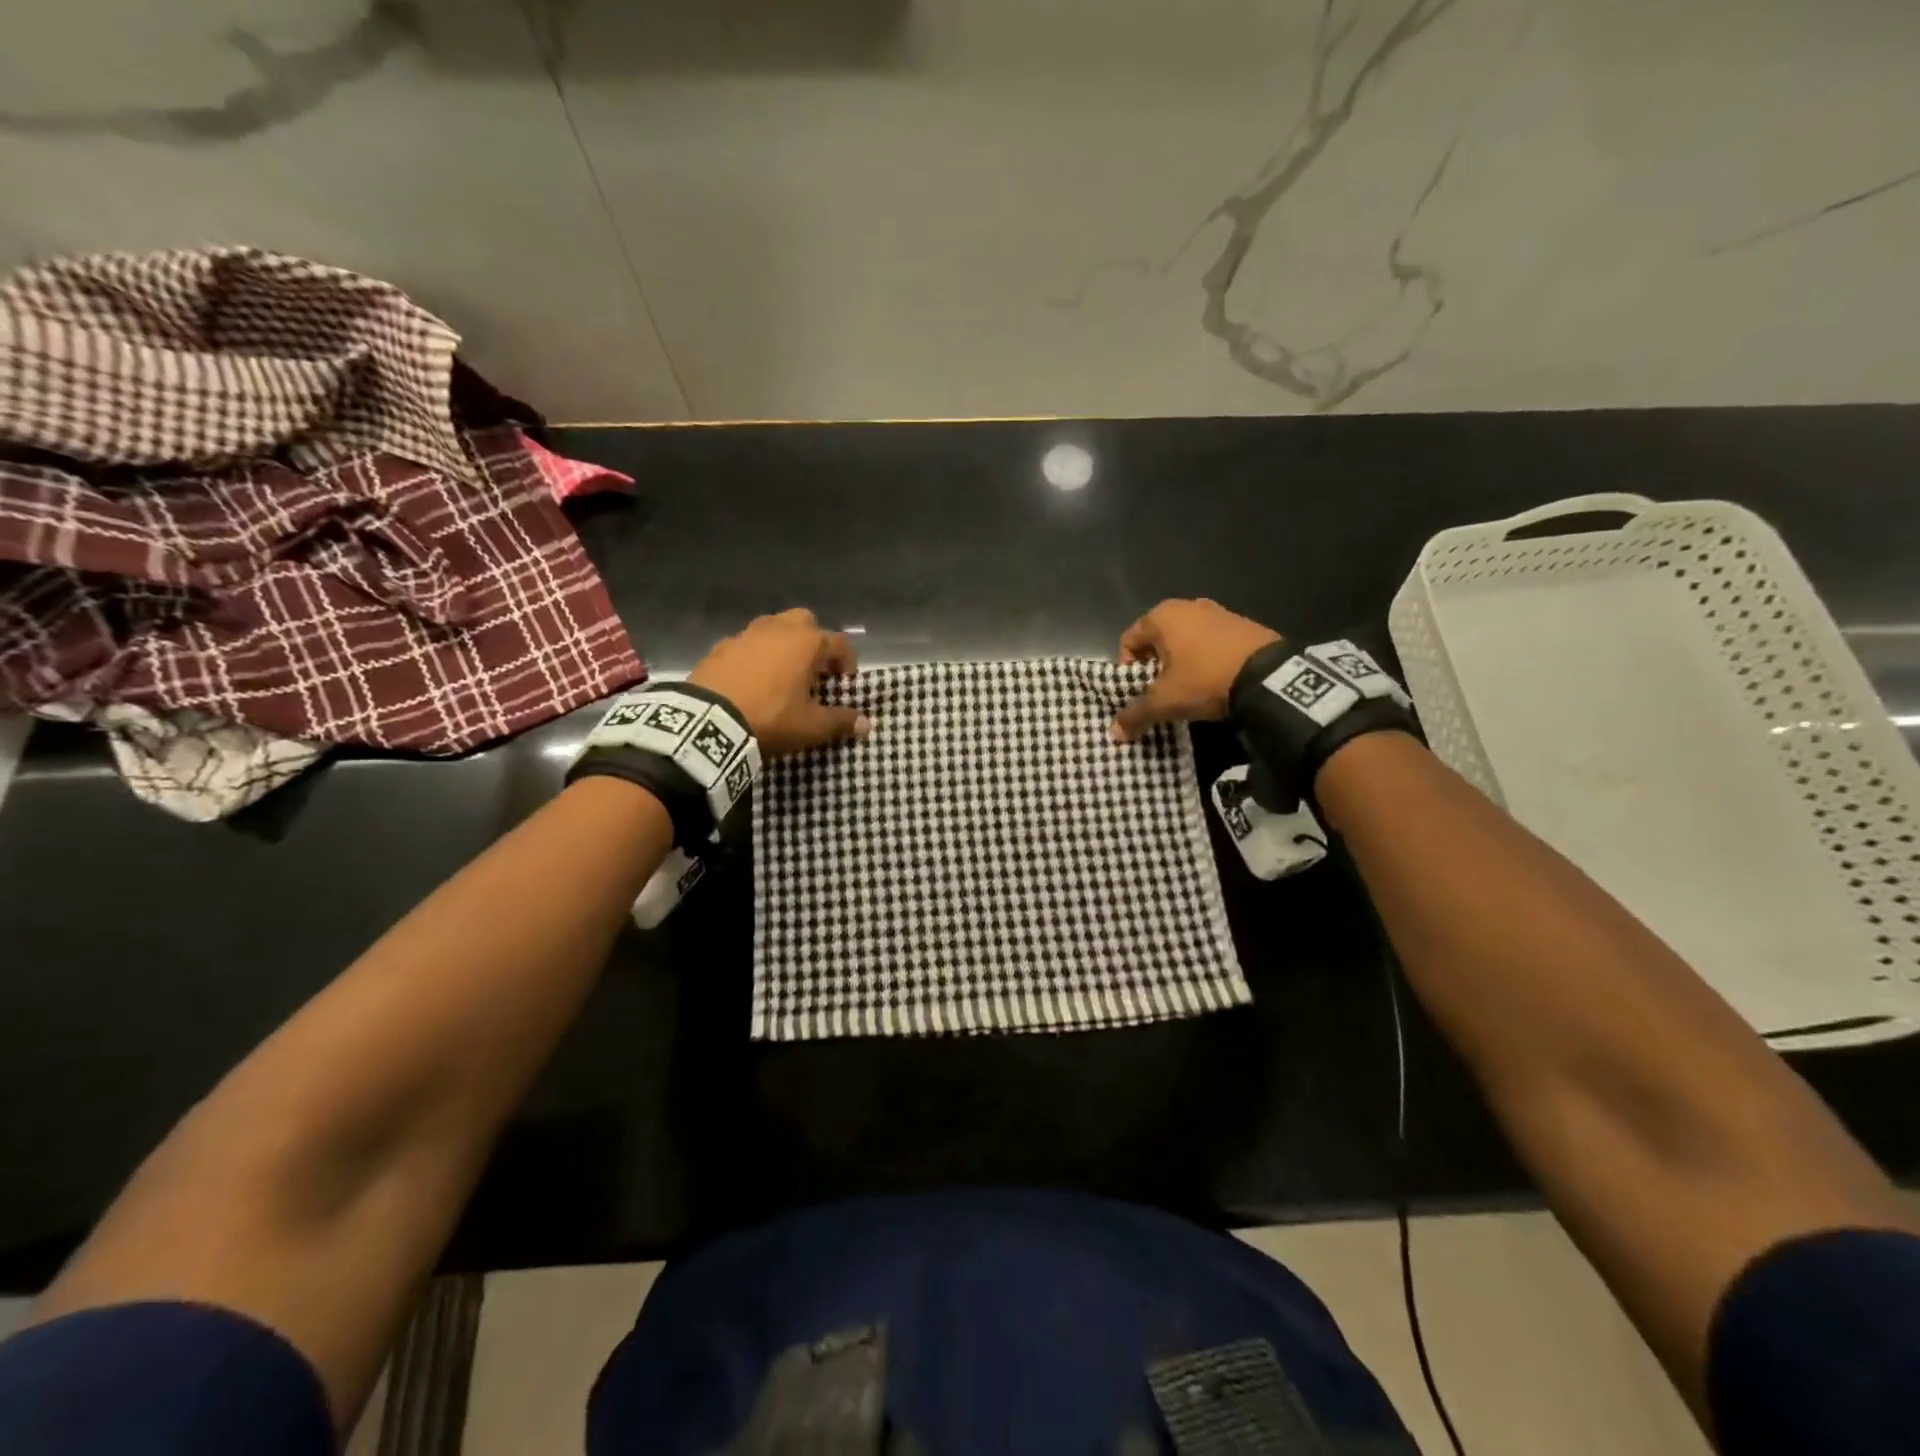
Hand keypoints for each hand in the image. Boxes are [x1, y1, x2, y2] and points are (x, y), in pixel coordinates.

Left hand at [689, 608, 868, 757]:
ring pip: (773, 629)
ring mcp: (745, 635)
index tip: (845, 681)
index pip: (839, 643)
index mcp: (806, 643)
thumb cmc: (770, 718)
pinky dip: (755, 656)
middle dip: (814, 641)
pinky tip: (752, 680)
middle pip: (805, 622)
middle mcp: (777, 629)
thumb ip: (840, 722)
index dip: (847, 661)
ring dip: (783, 646)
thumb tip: (866, 724)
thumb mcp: (811, 727)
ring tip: (782, 674)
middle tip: (813, 670)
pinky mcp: (719, 647)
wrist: (708, 723)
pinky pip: (746, 645)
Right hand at [1112, 598, 1282, 741]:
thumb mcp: (1165, 701)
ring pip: (1185, 640)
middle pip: (1157, 640)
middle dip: (1154, 666)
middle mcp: (1187, 606)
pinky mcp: (1242, 623)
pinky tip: (1214, 680)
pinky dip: (1205, 658)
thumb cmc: (1205, 679)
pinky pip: (1211, 641)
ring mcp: (1218, 611)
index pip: (1128, 641)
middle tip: (1161, 692)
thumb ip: (1136, 714)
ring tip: (1188, 689)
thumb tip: (1114, 732)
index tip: (1138, 692)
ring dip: (1181, 663)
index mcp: (1162, 616)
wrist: (1269, 676)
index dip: (1127, 669)